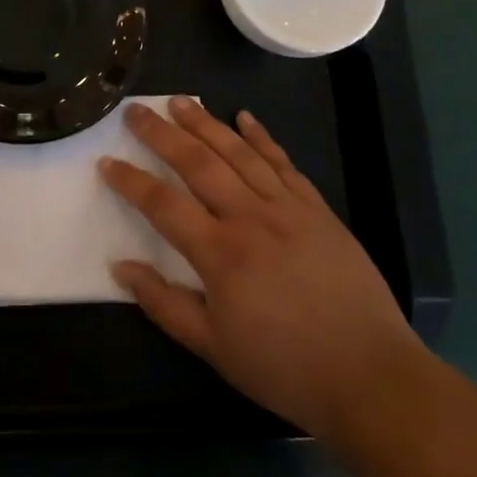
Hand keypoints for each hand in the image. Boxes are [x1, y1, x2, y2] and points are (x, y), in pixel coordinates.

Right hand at [102, 97, 421, 436]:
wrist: (370, 375)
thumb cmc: (284, 368)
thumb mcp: (213, 349)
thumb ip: (164, 304)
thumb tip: (121, 266)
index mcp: (220, 254)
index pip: (162, 204)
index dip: (130, 181)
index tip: (106, 161)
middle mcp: (250, 217)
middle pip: (197, 163)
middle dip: (161, 133)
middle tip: (135, 110)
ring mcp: (287, 208)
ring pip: (238, 153)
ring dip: (205, 123)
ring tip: (179, 101)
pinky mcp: (317, 209)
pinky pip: (283, 162)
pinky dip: (261, 137)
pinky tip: (244, 117)